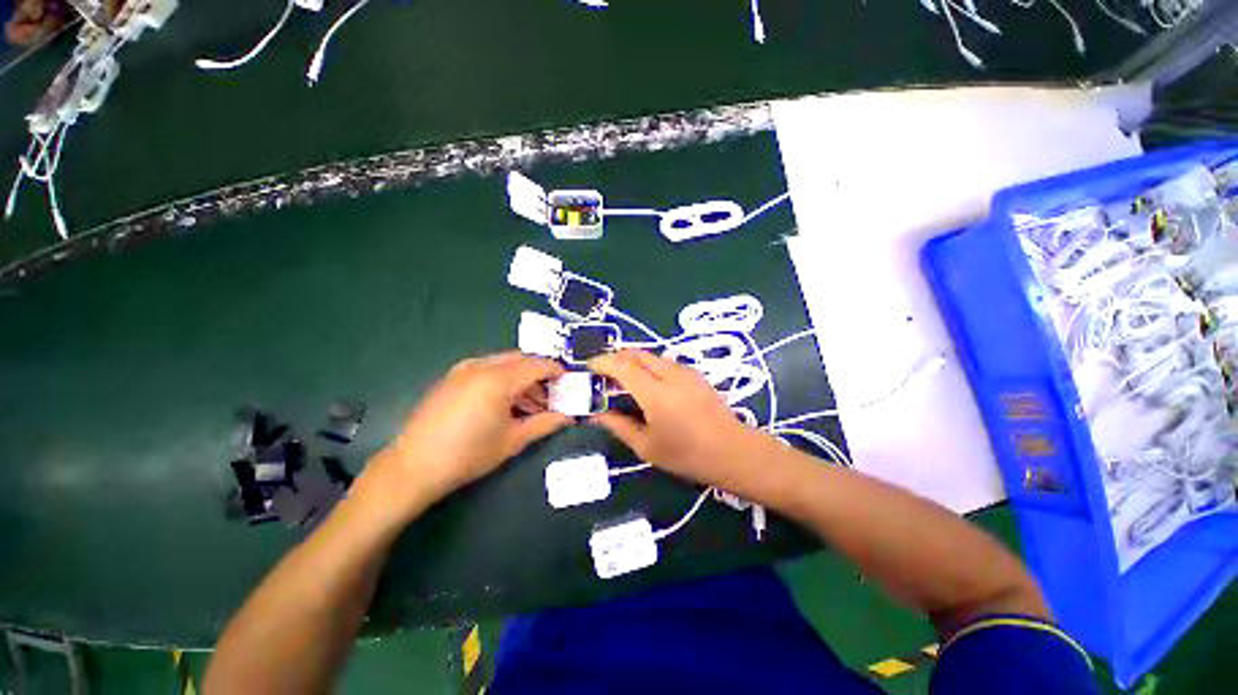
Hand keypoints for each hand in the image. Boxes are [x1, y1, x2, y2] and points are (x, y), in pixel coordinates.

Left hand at [367, 352, 571, 508]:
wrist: (414, 466)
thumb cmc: (469, 454)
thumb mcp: (513, 440)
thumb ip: (545, 423)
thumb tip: (570, 416)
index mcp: (500, 379)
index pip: (539, 365)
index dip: (558, 372)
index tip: (569, 383)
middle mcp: (483, 365)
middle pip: (523, 359)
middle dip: (541, 374)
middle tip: (552, 395)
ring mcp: (465, 368)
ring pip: (506, 362)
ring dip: (523, 377)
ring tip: (531, 403)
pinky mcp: (453, 376)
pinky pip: (488, 367)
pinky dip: (504, 377)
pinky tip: (506, 401)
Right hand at [588, 350, 757, 487]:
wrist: (733, 451)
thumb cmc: (687, 454)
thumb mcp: (647, 446)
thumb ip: (619, 426)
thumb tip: (597, 415)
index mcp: (654, 392)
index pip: (622, 366)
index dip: (602, 362)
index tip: (589, 366)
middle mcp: (669, 374)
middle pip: (637, 354)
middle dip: (617, 357)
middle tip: (604, 373)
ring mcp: (685, 371)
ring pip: (652, 356)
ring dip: (634, 361)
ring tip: (624, 379)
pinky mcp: (695, 374)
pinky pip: (665, 362)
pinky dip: (650, 366)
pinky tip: (650, 384)